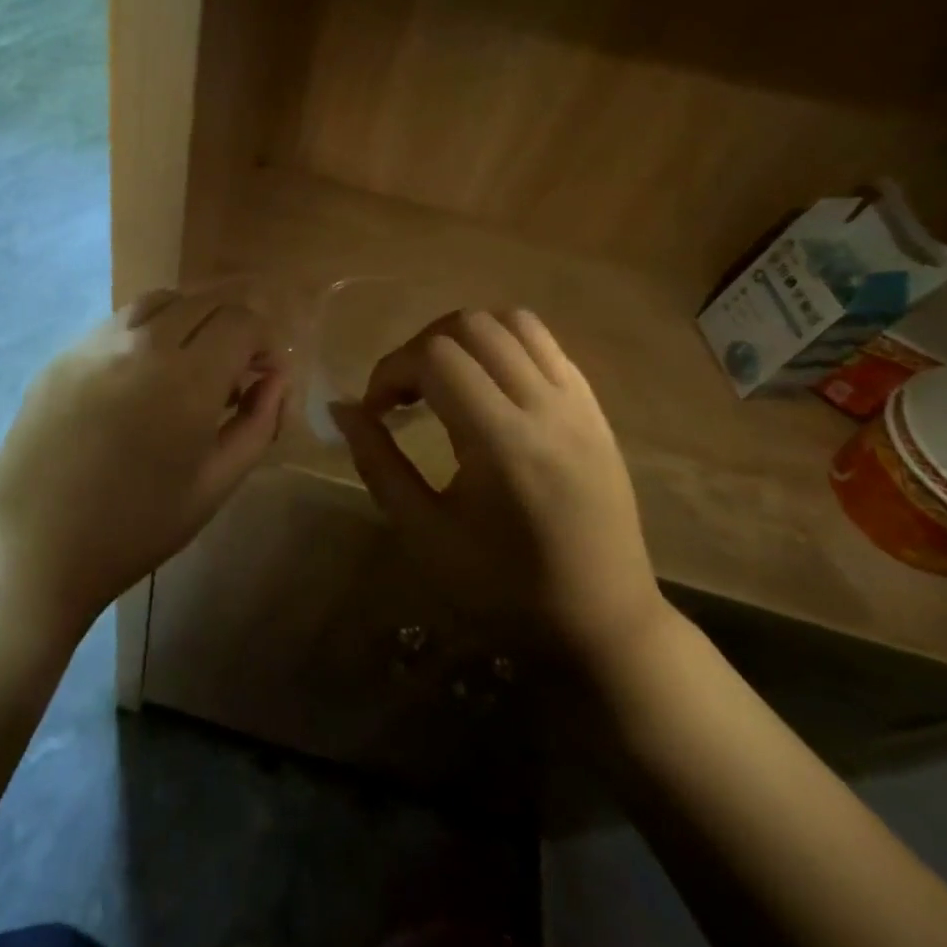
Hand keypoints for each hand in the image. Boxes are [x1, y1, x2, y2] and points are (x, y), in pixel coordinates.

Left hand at [0, 290, 287, 631]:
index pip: (241, 320)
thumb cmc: (134, 527)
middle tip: (233, 369)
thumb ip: (257, 424)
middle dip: (231, 324)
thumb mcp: (214, 485)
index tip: (262, 373)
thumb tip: (275, 380)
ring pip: (159, 300)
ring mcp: (95, 342)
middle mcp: (142, 343)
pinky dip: (147, 330)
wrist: (33, 547)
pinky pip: (118, 321)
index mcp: (187, 378)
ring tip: (190, 361)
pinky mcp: (63, 353)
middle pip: (203, 300)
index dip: (263, 340)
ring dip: (189, 318)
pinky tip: (141, 373)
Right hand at [331, 308, 668, 675]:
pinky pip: (545, 344)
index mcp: (503, 443)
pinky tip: (487, 384)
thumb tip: (342, 409)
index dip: (391, 370)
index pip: (435, 357)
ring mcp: (579, 404)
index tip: (377, 410)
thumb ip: (377, 463)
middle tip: (406, 393)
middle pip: (471, 325)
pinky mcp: (595, 409)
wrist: (604, 624)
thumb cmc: (504, 588)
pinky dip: (503, 344)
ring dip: (464, 337)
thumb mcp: (424, 534)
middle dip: (421, 347)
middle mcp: (546, 408)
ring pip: (512, 322)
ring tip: (444, 379)